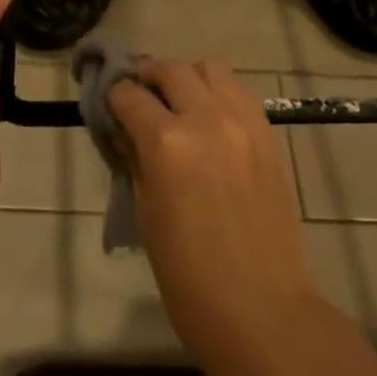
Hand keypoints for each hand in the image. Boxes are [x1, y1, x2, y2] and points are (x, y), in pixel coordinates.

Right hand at [108, 60, 320, 370]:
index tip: (108, 105)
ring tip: (177, 100)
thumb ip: (135, 160)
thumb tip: (125, 130)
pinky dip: (218, 92)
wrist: (261, 308)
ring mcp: (243, 122)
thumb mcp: (146, 215)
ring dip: (186, 76)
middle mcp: (206, 118)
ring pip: (210, 68)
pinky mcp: (267, 133)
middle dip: (147, 76)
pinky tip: (210, 117)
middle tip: (138, 94)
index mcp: (167, 142)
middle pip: (170, 68)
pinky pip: (238, 91)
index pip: (129, 95)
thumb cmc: (188, 276)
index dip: (113, 97)